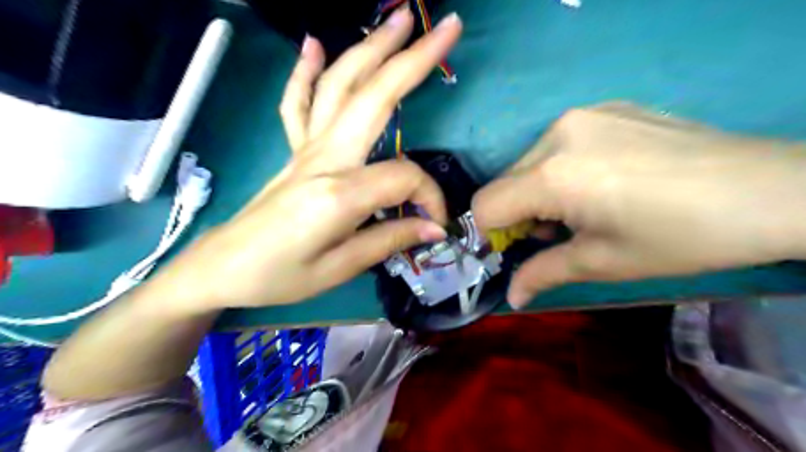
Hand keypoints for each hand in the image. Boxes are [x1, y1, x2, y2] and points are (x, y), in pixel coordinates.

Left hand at [153, 7, 462, 309]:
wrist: (221, 268)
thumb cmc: (278, 277)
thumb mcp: (339, 268)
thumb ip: (389, 240)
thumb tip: (434, 227)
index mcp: (338, 193)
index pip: (404, 178)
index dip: (429, 198)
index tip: (435, 225)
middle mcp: (323, 158)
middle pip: (373, 97)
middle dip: (413, 60)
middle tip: (447, 29)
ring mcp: (305, 149)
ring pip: (339, 87)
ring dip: (370, 49)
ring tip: (398, 19)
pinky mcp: (293, 151)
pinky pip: (298, 103)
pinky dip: (307, 71)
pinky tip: (315, 44)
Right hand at [475, 100, 805, 307]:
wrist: (772, 190)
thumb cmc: (680, 237)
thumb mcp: (602, 262)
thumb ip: (543, 274)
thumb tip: (512, 297)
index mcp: (552, 174)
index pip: (485, 205)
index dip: (489, 234)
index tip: (513, 250)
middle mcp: (557, 134)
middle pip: (505, 182)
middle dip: (517, 214)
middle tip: (556, 233)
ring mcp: (581, 115)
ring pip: (529, 162)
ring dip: (538, 191)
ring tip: (583, 207)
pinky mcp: (604, 108)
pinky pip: (557, 144)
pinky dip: (560, 169)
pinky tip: (602, 179)